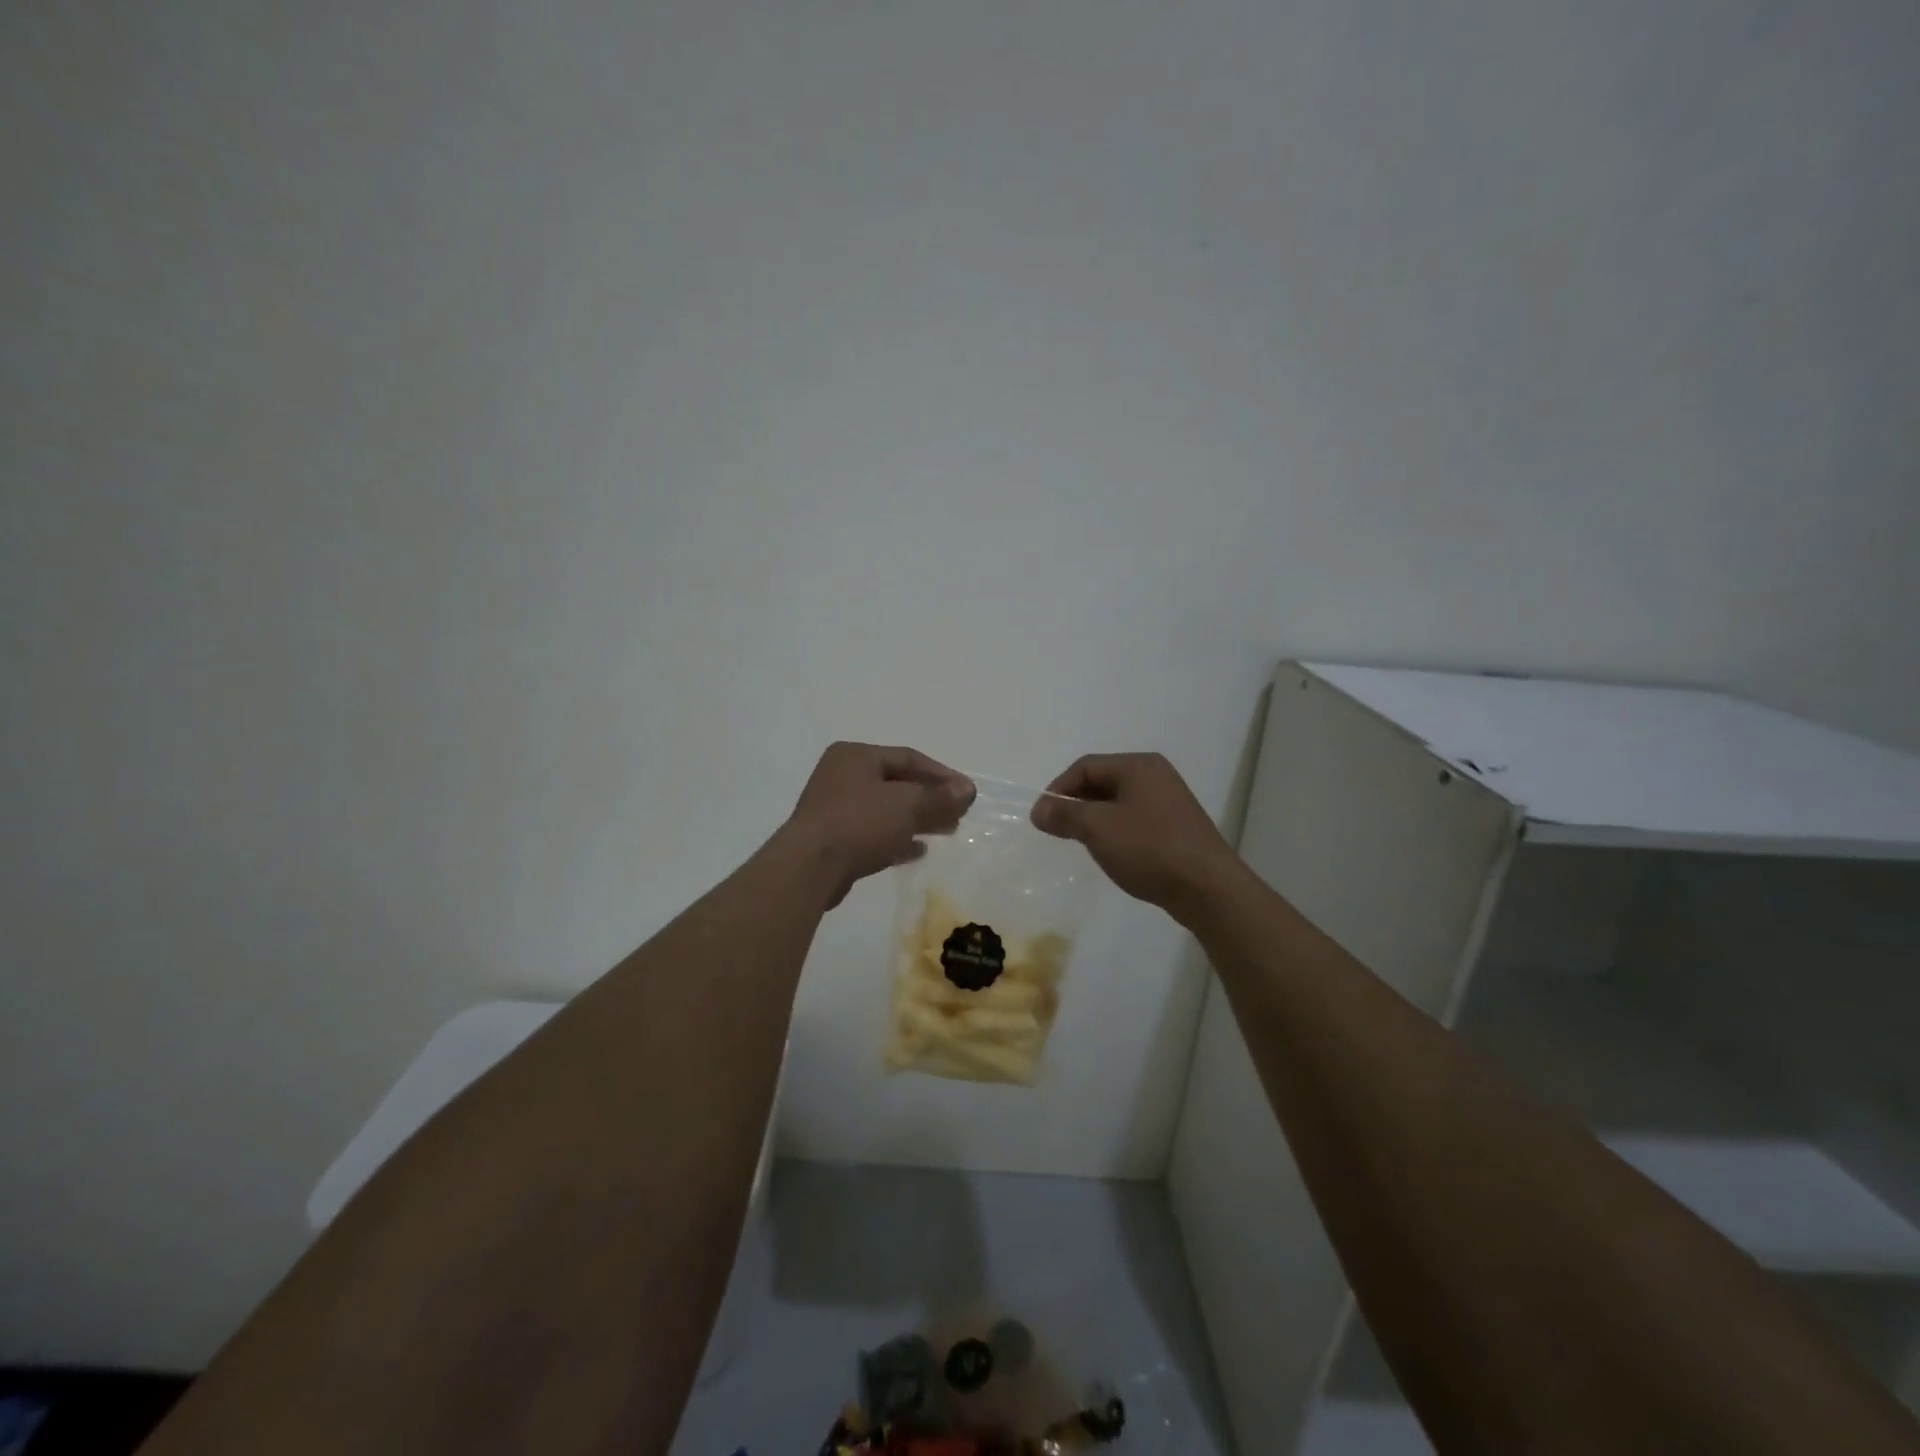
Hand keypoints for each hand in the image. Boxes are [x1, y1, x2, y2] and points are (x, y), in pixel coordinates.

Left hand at [779, 742, 975, 907]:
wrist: (809, 868)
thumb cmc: (860, 823)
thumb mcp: (908, 805)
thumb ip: (940, 797)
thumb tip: (967, 791)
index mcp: (855, 756)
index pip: (908, 757)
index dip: (942, 774)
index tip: (967, 793)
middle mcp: (841, 776)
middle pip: (897, 783)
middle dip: (930, 798)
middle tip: (958, 814)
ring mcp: (833, 809)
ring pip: (885, 809)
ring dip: (916, 819)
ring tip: (945, 831)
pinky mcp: (831, 840)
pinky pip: (871, 833)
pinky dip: (896, 838)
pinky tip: (918, 851)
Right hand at [1031, 753, 1237, 916]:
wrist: (1207, 888)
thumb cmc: (1149, 848)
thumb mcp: (1098, 828)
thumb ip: (1064, 814)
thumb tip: (1039, 809)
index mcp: (1138, 765)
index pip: (1085, 766)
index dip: (1058, 789)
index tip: (1042, 818)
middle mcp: (1156, 776)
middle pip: (1102, 781)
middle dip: (1076, 804)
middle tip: (1058, 830)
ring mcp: (1169, 802)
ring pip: (1118, 802)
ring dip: (1094, 819)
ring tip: (1081, 843)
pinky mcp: (1176, 827)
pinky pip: (1134, 820)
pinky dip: (1115, 831)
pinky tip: (1112, 853)